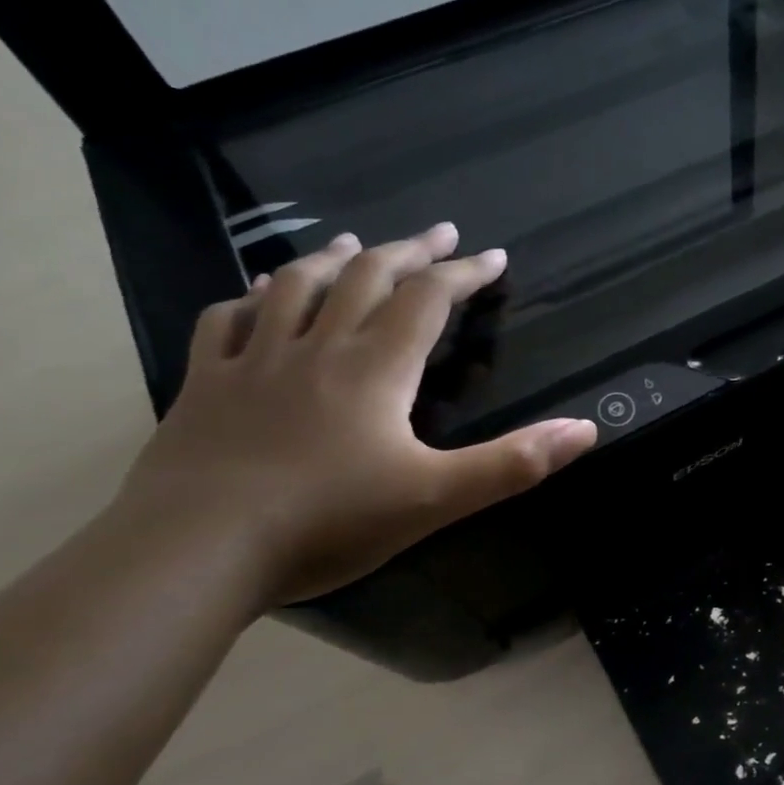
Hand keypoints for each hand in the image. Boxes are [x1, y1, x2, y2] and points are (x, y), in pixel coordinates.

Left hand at [117, 223, 596, 607]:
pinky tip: (257, 295)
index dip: (464, 274)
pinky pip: (225, 322)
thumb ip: (515, 462)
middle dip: (409, 251)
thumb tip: (587, 429)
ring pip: (295, 287)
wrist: (196, 551)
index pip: (428, 301)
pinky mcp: (204, 386)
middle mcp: (317, 348)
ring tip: (354, 244)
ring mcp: (254, 362)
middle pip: (367, 278)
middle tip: (438, 234)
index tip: (492, 256)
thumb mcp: (438, 497)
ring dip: (332, 259)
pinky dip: (248, 298)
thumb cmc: (329, 522)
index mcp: (376, 369)